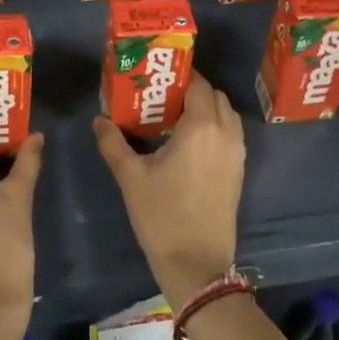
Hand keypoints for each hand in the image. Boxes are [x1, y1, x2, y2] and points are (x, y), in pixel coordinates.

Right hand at [93, 73, 244, 306]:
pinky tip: (189, 142)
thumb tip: (99, 120)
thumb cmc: (162, 215)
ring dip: (207, 108)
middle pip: (216, 96)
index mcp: (202, 127)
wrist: (197, 263)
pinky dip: (215, 127)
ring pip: (227, 115)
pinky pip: (230, 135)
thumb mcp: (131, 177)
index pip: (199, 84)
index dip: (181, 76)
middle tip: (164, 96)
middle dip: (194, 90)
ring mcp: (237, 153)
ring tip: (176, 117)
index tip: (158, 77)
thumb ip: (113, 143)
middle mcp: (226, 133)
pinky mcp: (239, 171)